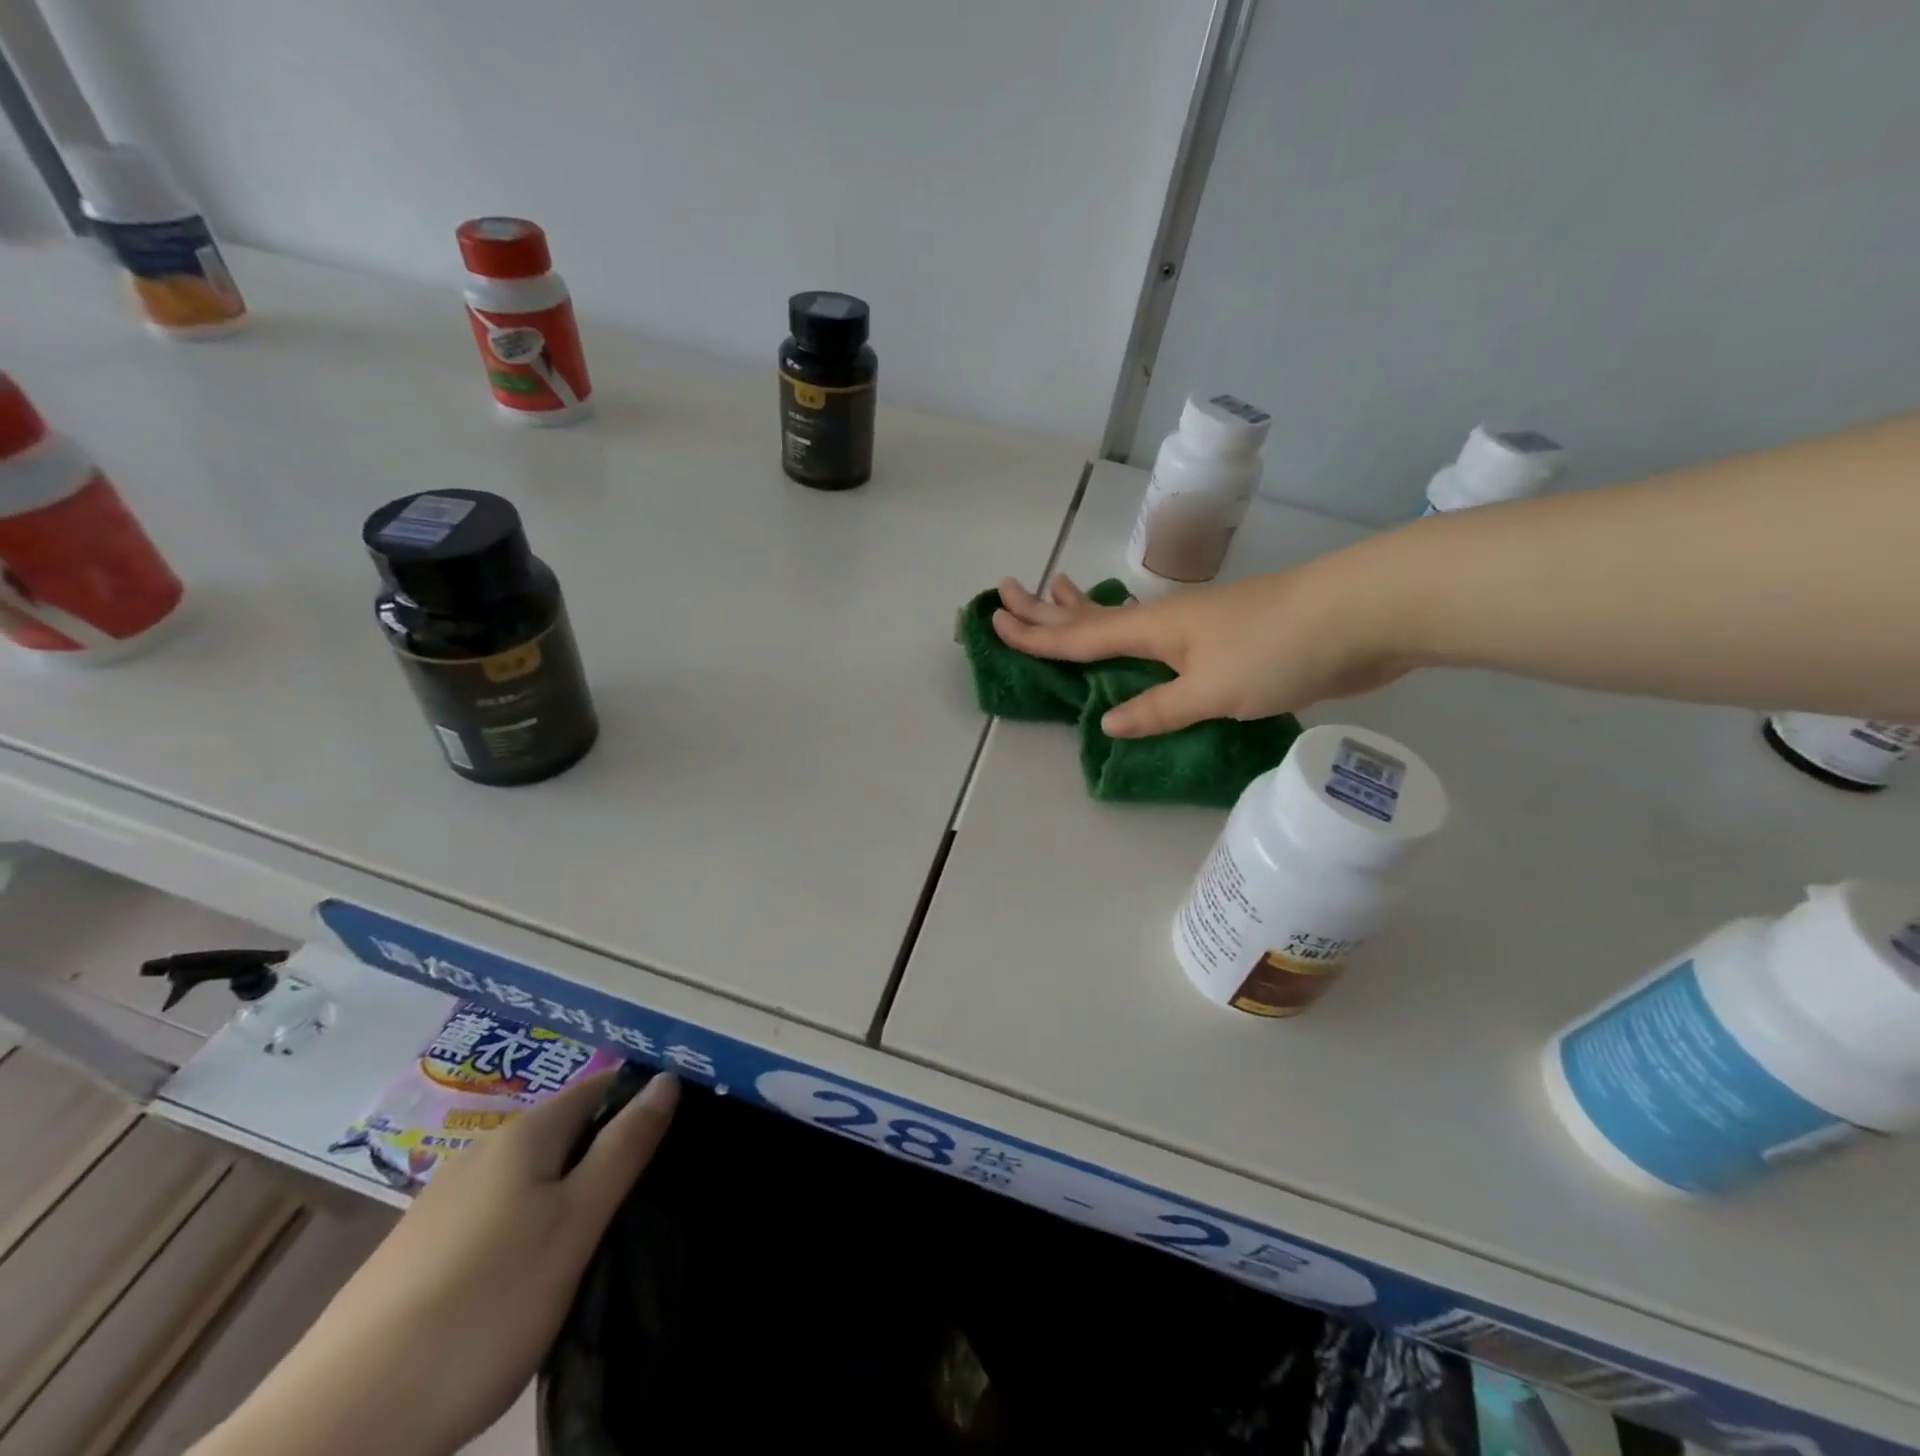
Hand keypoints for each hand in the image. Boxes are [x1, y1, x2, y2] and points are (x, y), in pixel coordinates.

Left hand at [198, 1070, 679, 1455]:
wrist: (338, 1426)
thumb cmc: (484, 1306)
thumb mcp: (575, 1225)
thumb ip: (624, 1148)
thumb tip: (667, 1080)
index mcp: (525, 1134)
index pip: (602, 1086)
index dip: (642, 1098)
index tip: (681, 1130)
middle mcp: (483, 1152)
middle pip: (566, 1129)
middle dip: (608, 1148)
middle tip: (650, 1191)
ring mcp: (444, 1202)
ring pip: (531, 1175)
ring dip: (570, 1190)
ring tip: (602, 1234)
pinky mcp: (420, 1252)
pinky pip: (498, 1213)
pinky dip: (530, 1223)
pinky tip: (534, 1272)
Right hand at [992, 563, 1412, 737]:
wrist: (1360, 615)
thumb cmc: (1278, 649)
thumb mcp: (1211, 690)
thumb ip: (1158, 707)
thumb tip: (1109, 722)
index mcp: (1154, 629)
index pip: (1078, 635)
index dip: (1035, 633)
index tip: (995, 619)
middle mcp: (1166, 622)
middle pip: (1092, 616)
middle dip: (1047, 608)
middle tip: (1008, 591)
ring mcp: (1196, 626)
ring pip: (1125, 620)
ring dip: (1085, 610)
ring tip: (1057, 591)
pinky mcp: (1224, 639)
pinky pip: (1157, 638)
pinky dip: (1129, 634)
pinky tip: (1135, 637)